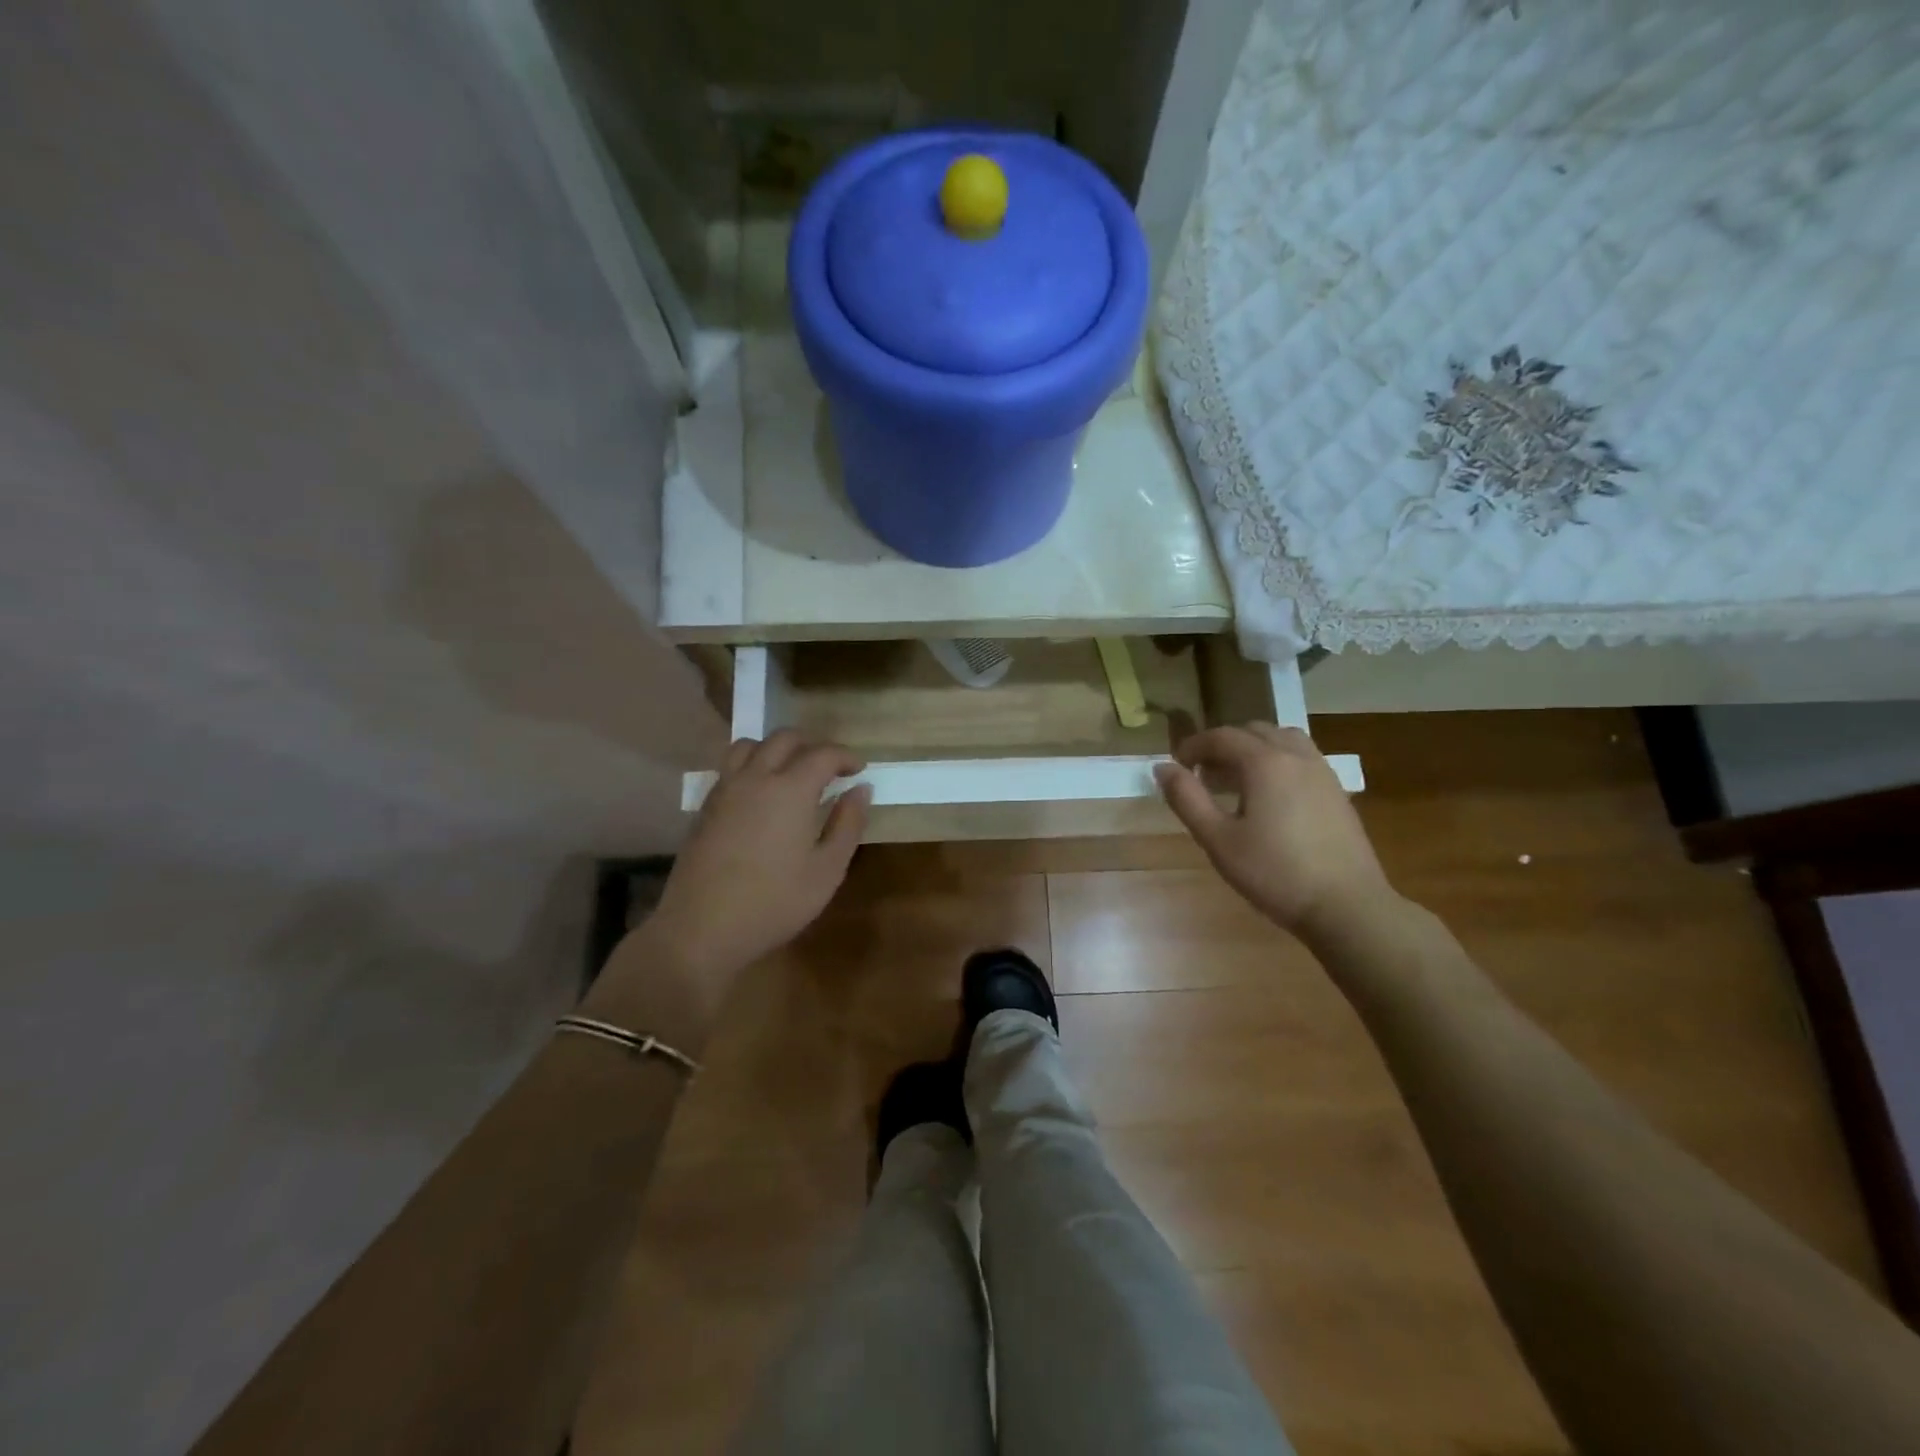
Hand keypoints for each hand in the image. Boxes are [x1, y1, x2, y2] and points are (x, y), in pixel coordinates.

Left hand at [639, 731, 871, 985]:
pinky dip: (751, 764)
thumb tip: (861, 790)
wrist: (701, 928)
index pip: (823, 754)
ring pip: (750, 745)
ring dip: (776, 748)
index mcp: (790, 789)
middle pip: (784, 738)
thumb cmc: (774, 902)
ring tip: (791, 771)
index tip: (859, 770)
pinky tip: (760, 793)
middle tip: (830, 767)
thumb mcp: (827, 870)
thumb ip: (848, 824)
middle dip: (812, 744)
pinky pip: (730, 767)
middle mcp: (755, 778)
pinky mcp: (705, 806)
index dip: (845, 756)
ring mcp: (725, 789)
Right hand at [1155, 723, 1394, 944]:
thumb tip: (1163, 768)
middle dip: (1223, 745)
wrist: (1347, 907)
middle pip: (1253, 732)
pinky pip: (1302, 759)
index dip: (1193, 746)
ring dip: (1254, 749)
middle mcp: (1296, 756)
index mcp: (1265, 763)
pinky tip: (1269, 797)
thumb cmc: (1274, 874)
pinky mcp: (1337, 792)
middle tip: (1203, 774)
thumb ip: (1187, 799)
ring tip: (1236, 780)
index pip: (1222, 736)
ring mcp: (1322, 773)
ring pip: (1282, 740)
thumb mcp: (1218, 840)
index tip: (1176, 766)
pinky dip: (1278, 762)